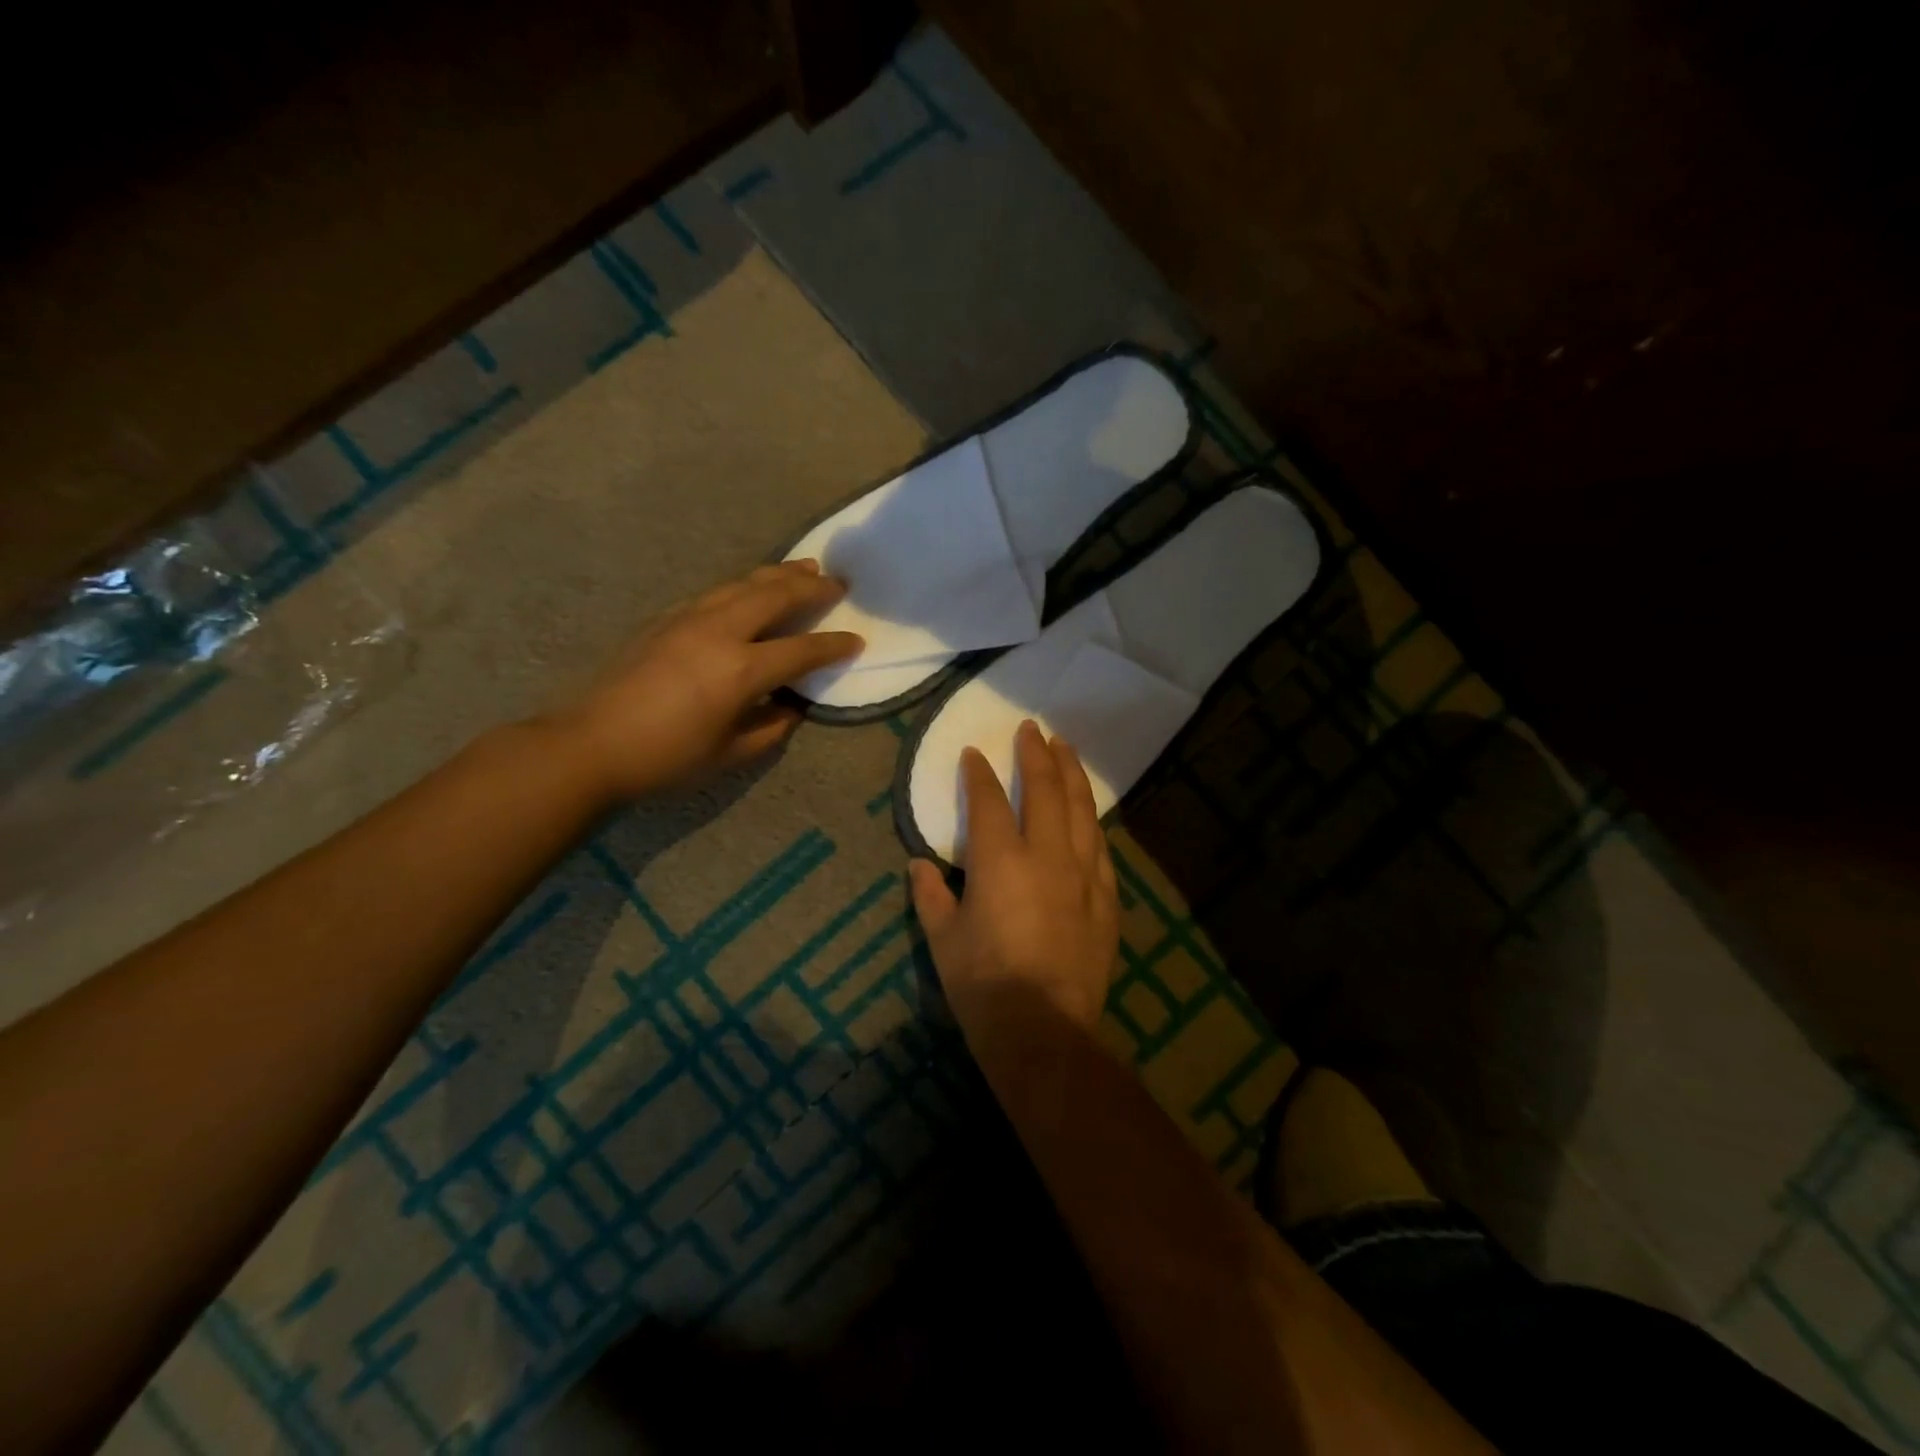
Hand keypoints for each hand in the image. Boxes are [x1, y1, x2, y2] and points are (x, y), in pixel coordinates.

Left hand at [557, 560, 861, 799]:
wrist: (590, 744)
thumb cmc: (666, 758)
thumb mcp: (730, 754)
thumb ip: (771, 727)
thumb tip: (792, 706)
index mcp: (741, 669)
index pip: (802, 650)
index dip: (834, 645)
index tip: (857, 641)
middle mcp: (720, 631)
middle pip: (775, 596)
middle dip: (812, 587)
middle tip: (837, 582)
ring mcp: (689, 618)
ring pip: (743, 583)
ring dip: (778, 574)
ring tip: (803, 567)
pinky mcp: (666, 617)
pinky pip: (717, 591)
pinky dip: (745, 585)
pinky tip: (750, 589)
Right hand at [909, 720, 1119, 1034]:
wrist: (1045, 1033)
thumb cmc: (983, 985)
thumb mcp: (943, 940)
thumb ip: (931, 895)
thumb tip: (919, 864)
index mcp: (1001, 860)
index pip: (989, 801)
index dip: (980, 773)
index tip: (974, 753)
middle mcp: (1047, 856)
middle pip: (1046, 790)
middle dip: (1037, 754)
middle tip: (1032, 729)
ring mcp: (1083, 876)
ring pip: (1082, 810)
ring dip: (1072, 775)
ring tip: (1067, 749)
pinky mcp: (1106, 900)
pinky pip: (1101, 848)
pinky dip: (1092, 822)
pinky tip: (1089, 813)